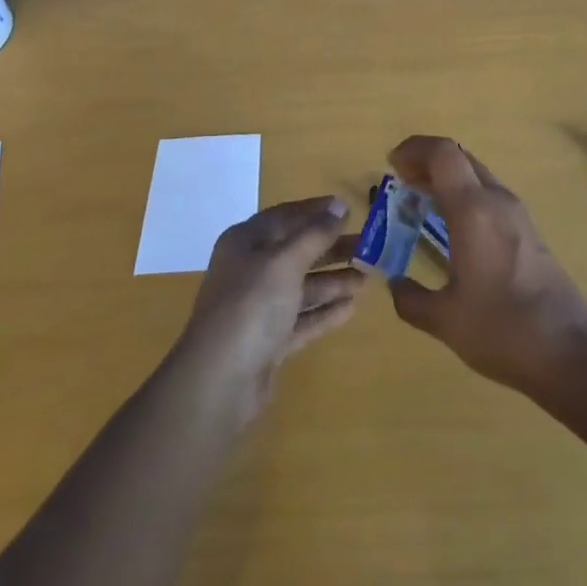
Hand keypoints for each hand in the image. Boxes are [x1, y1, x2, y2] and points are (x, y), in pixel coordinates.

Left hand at [176, 196, 363, 416]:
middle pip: (295, 251)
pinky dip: (324, 312)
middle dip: (330, 248)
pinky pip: (301, 318)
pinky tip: (351, 308)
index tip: (348, 208)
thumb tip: (339, 205)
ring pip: (300, 286)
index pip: (284, 216)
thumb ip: (314, 234)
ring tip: (365, 278)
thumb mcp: (285, 261)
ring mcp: (258, 308)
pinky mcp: (268, 341)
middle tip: (366, 245)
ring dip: (332, 280)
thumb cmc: (251, 305)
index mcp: (245, 242)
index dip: (315, 210)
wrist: (220, 380)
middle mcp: (250, 270)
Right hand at [386, 137, 586, 397]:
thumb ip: (411, 299)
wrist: (570, 353)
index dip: (414, 149)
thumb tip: (394, 285)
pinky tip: (452, 227)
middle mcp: (497, 201)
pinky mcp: (529, 232)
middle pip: (460, 158)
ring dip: (447, 179)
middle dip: (427, 162)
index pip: (442, 153)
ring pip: (477, 175)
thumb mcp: (445, 320)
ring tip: (420, 202)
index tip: (391, 166)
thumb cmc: (502, 330)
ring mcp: (518, 215)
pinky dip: (465, 196)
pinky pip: (490, 195)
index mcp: (473, 210)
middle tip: (402, 182)